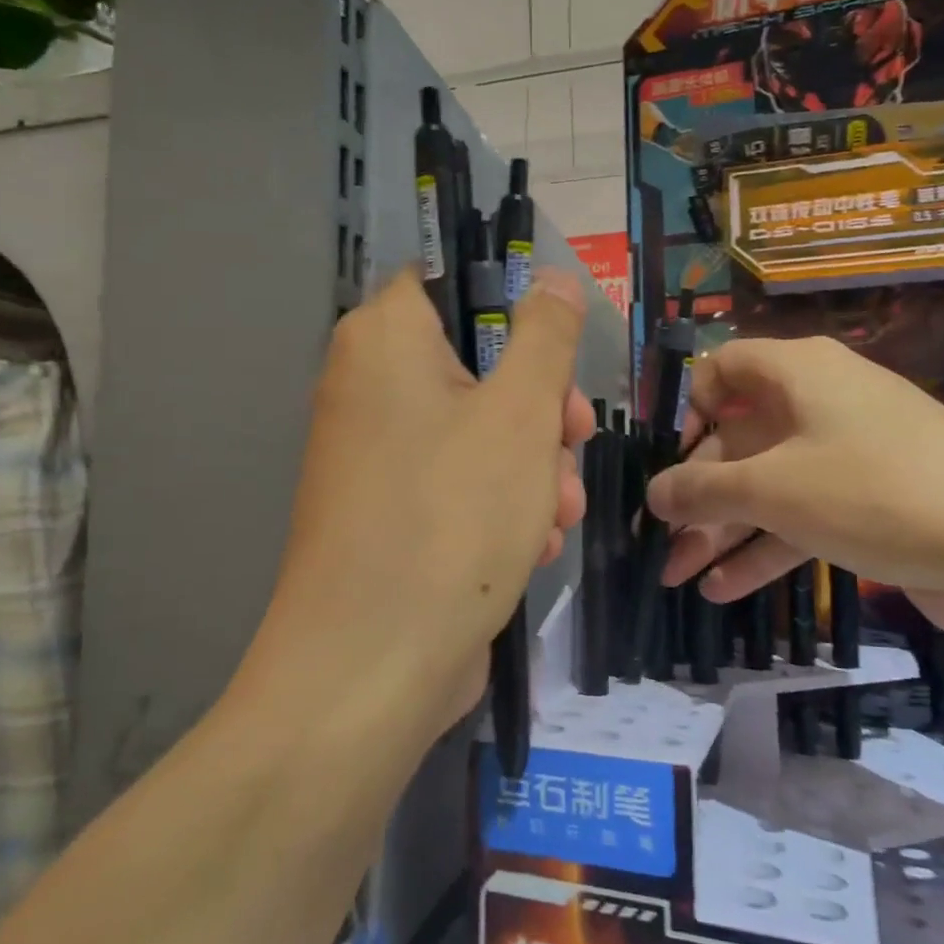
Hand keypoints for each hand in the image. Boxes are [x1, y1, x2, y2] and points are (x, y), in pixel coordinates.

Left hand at [242, 268, 594, 747]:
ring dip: (531, 464)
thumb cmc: (452, 515)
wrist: (372, 665)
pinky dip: (499, 502)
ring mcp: (375, 453)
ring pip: (476, 429)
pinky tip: (532, 545)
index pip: (447, 283)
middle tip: (574, 439)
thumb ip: (544, 335)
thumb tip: (549, 278)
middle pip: (474, 363)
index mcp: (384, 341)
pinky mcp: (389, 510)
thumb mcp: (521, 412)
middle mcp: (368, 387)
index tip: (557, 353)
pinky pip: (456, 480)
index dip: (510, 307)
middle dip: (538, 407)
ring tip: (559, 513)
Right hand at [648, 336, 943, 621]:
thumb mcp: (773, 489)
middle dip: (697, 497)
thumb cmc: (877, 492)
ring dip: (722, 532)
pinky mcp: (871, 504)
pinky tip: (725, 591)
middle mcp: (821, 403)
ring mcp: (849, 455)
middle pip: (740, 441)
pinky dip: (765, 550)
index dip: (691, 409)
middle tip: (663, 547)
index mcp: (799, 373)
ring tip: (679, 579)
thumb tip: (654, 493)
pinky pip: (803, 518)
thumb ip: (702, 490)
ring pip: (768, 487)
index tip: (674, 460)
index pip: (725, 368)